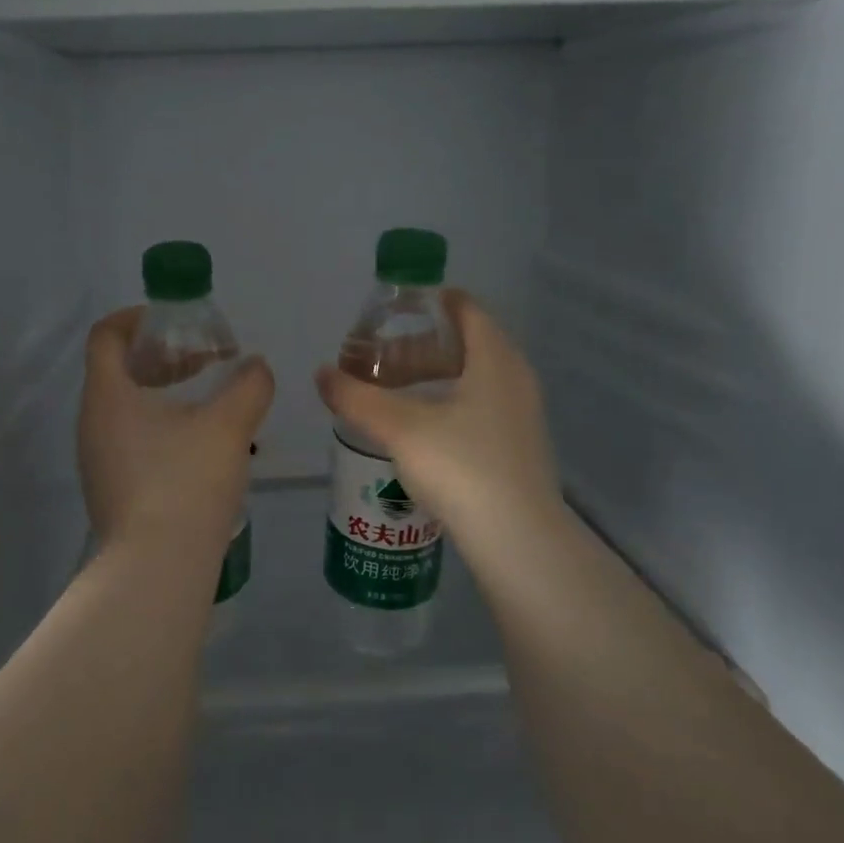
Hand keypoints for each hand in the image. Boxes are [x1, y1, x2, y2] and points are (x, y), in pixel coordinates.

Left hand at [79, 308, 274, 554]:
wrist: (156, 569)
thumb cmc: (185, 483)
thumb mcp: (228, 427)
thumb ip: (248, 386)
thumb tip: (256, 367)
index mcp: (108, 395)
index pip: (106, 335)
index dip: (137, 317)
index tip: (175, 321)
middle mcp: (91, 423)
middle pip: (118, 370)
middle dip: (162, 357)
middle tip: (205, 360)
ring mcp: (97, 460)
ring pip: (126, 408)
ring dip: (164, 393)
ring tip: (210, 402)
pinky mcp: (110, 489)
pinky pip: (130, 440)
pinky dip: (160, 427)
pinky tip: (199, 446)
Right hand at [314, 292, 569, 574]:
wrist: (518, 539)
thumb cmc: (462, 467)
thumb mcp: (400, 428)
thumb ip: (357, 398)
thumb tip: (322, 375)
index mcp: (495, 359)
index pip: (467, 310)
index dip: (432, 303)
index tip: (395, 309)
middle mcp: (515, 379)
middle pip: (467, 343)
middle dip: (422, 344)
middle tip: (380, 355)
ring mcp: (521, 415)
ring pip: (473, 378)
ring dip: (434, 377)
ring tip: (393, 391)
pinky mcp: (517, 447)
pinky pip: (479, 406)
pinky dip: (448, 403)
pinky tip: (419, 428)